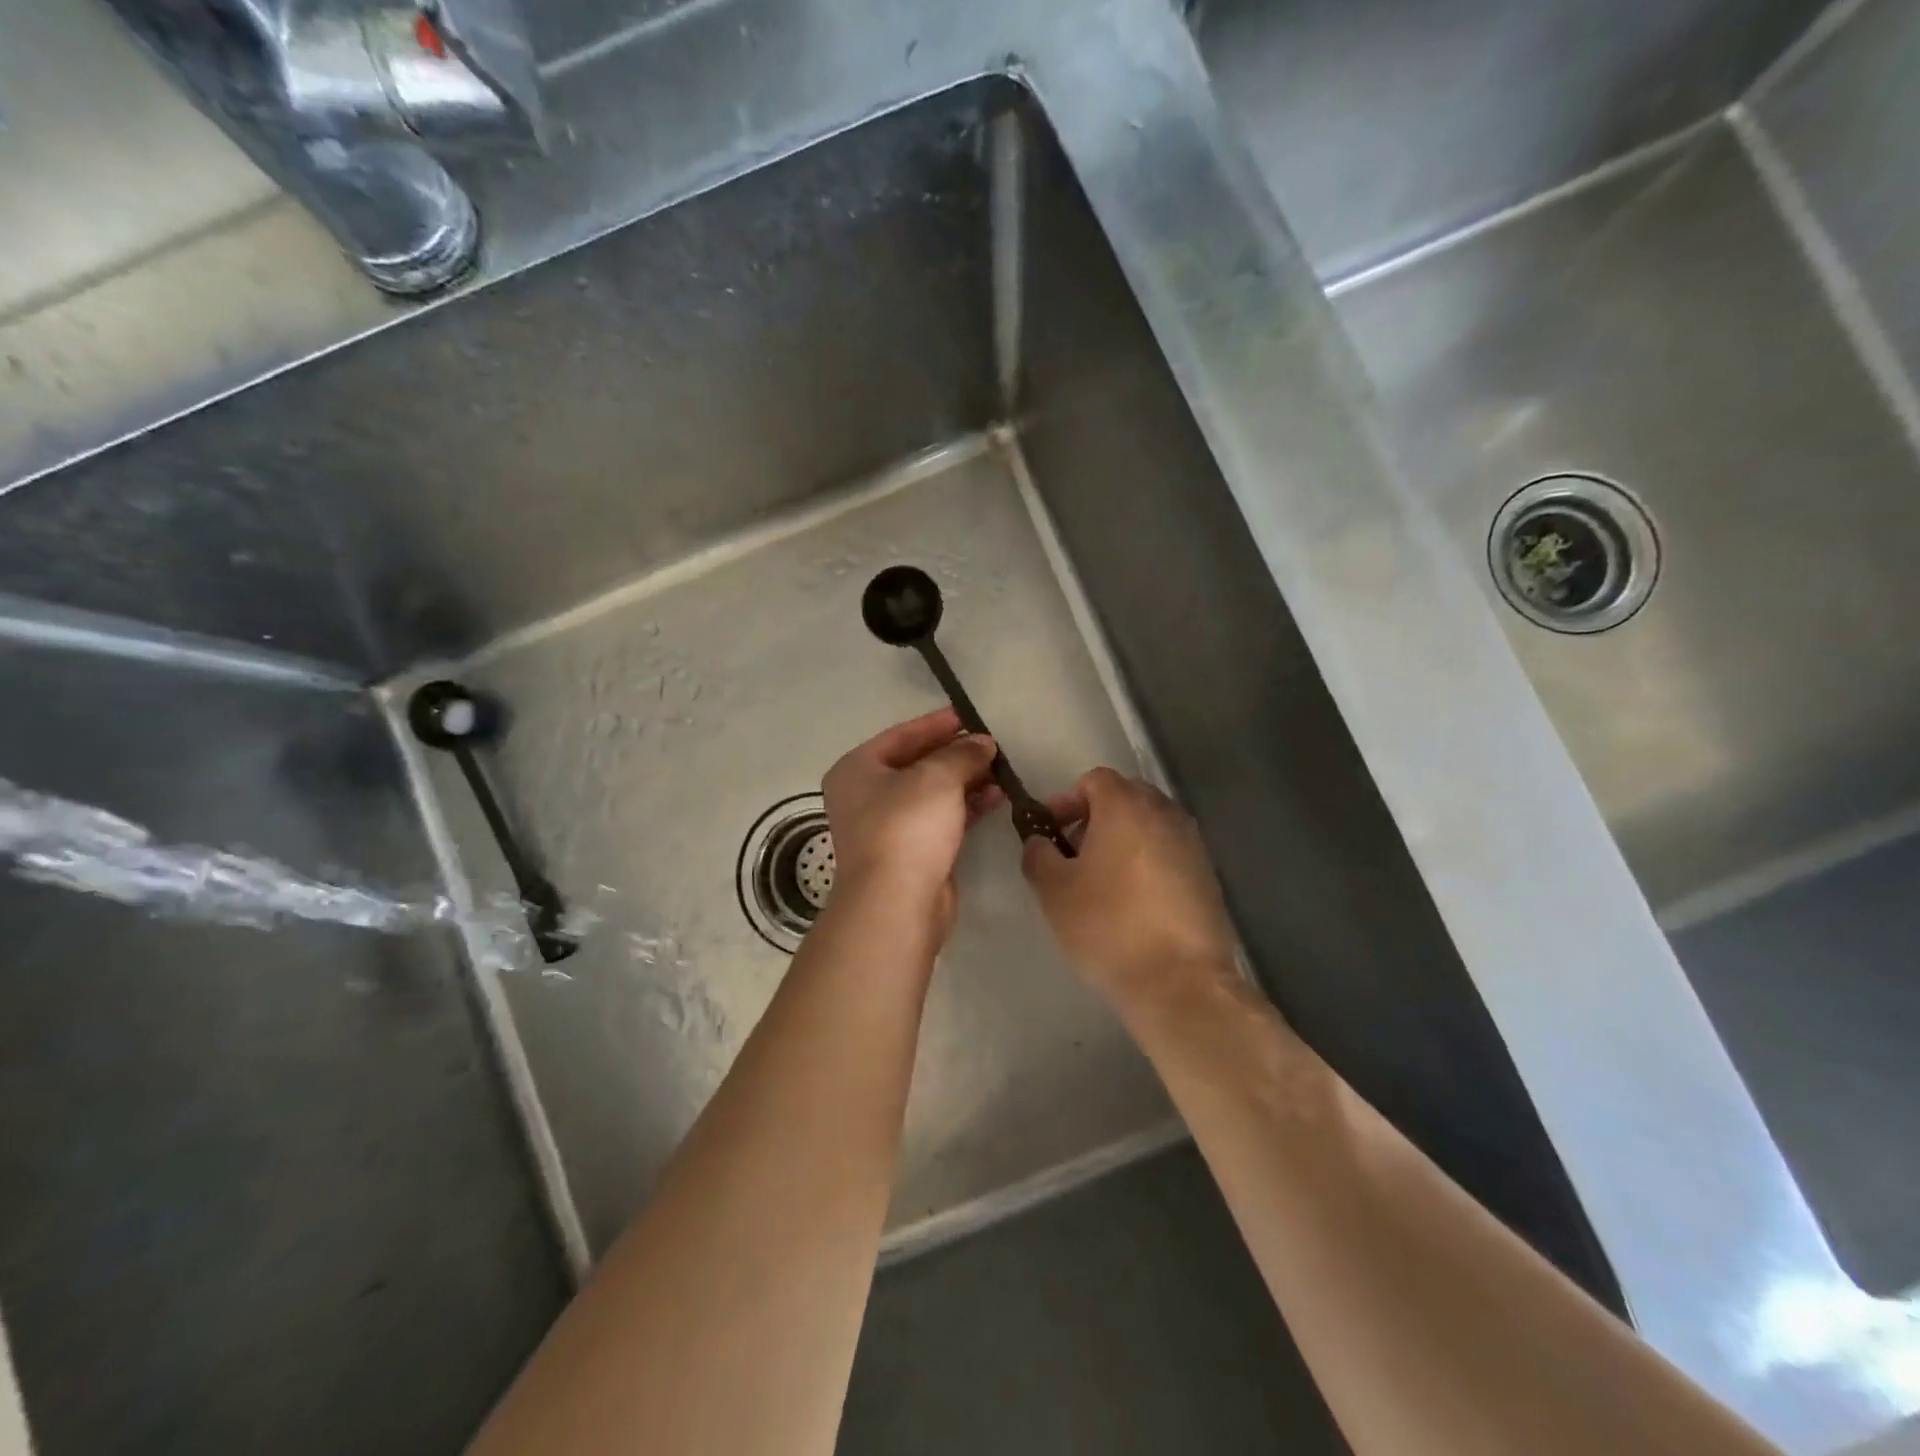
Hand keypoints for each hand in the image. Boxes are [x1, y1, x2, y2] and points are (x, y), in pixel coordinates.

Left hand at [822, 708, 1003, 935]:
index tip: (970, 716)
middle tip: (991, 745)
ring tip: (1001, 771)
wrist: (896, 902)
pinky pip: (942, 819)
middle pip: (916, 764)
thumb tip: (982, 743)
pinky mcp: (912, 853)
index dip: (936, 724)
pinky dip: (966, 806)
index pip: (901, 735)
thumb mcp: (937, 777)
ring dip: (966, 781)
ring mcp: (888, 827)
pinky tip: (996, 798)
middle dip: (955, 754)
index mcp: (857, 770)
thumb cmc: (906, 826)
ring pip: (932, 794)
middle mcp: (867, 796)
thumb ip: (962, 753)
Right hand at [1022, 768, 1239, 1009]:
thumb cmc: (1108, 926)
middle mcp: (1164, 813)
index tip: (1051, 831)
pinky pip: (1170, 851)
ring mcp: (1192, 843)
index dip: (1067, 800)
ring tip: (1103, 880)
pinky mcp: (1209, 874)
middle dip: (1096, 817)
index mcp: (1126, 806)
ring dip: (1124, 839)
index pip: (1095, 780)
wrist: (1181, 981)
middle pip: (1126, 797)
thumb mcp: (1054, 891)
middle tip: (1074, 853)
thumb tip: (1040, 841)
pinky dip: (1149, 861)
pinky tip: (1135, 901)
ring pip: (1150, 824)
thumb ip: (1039, 855)